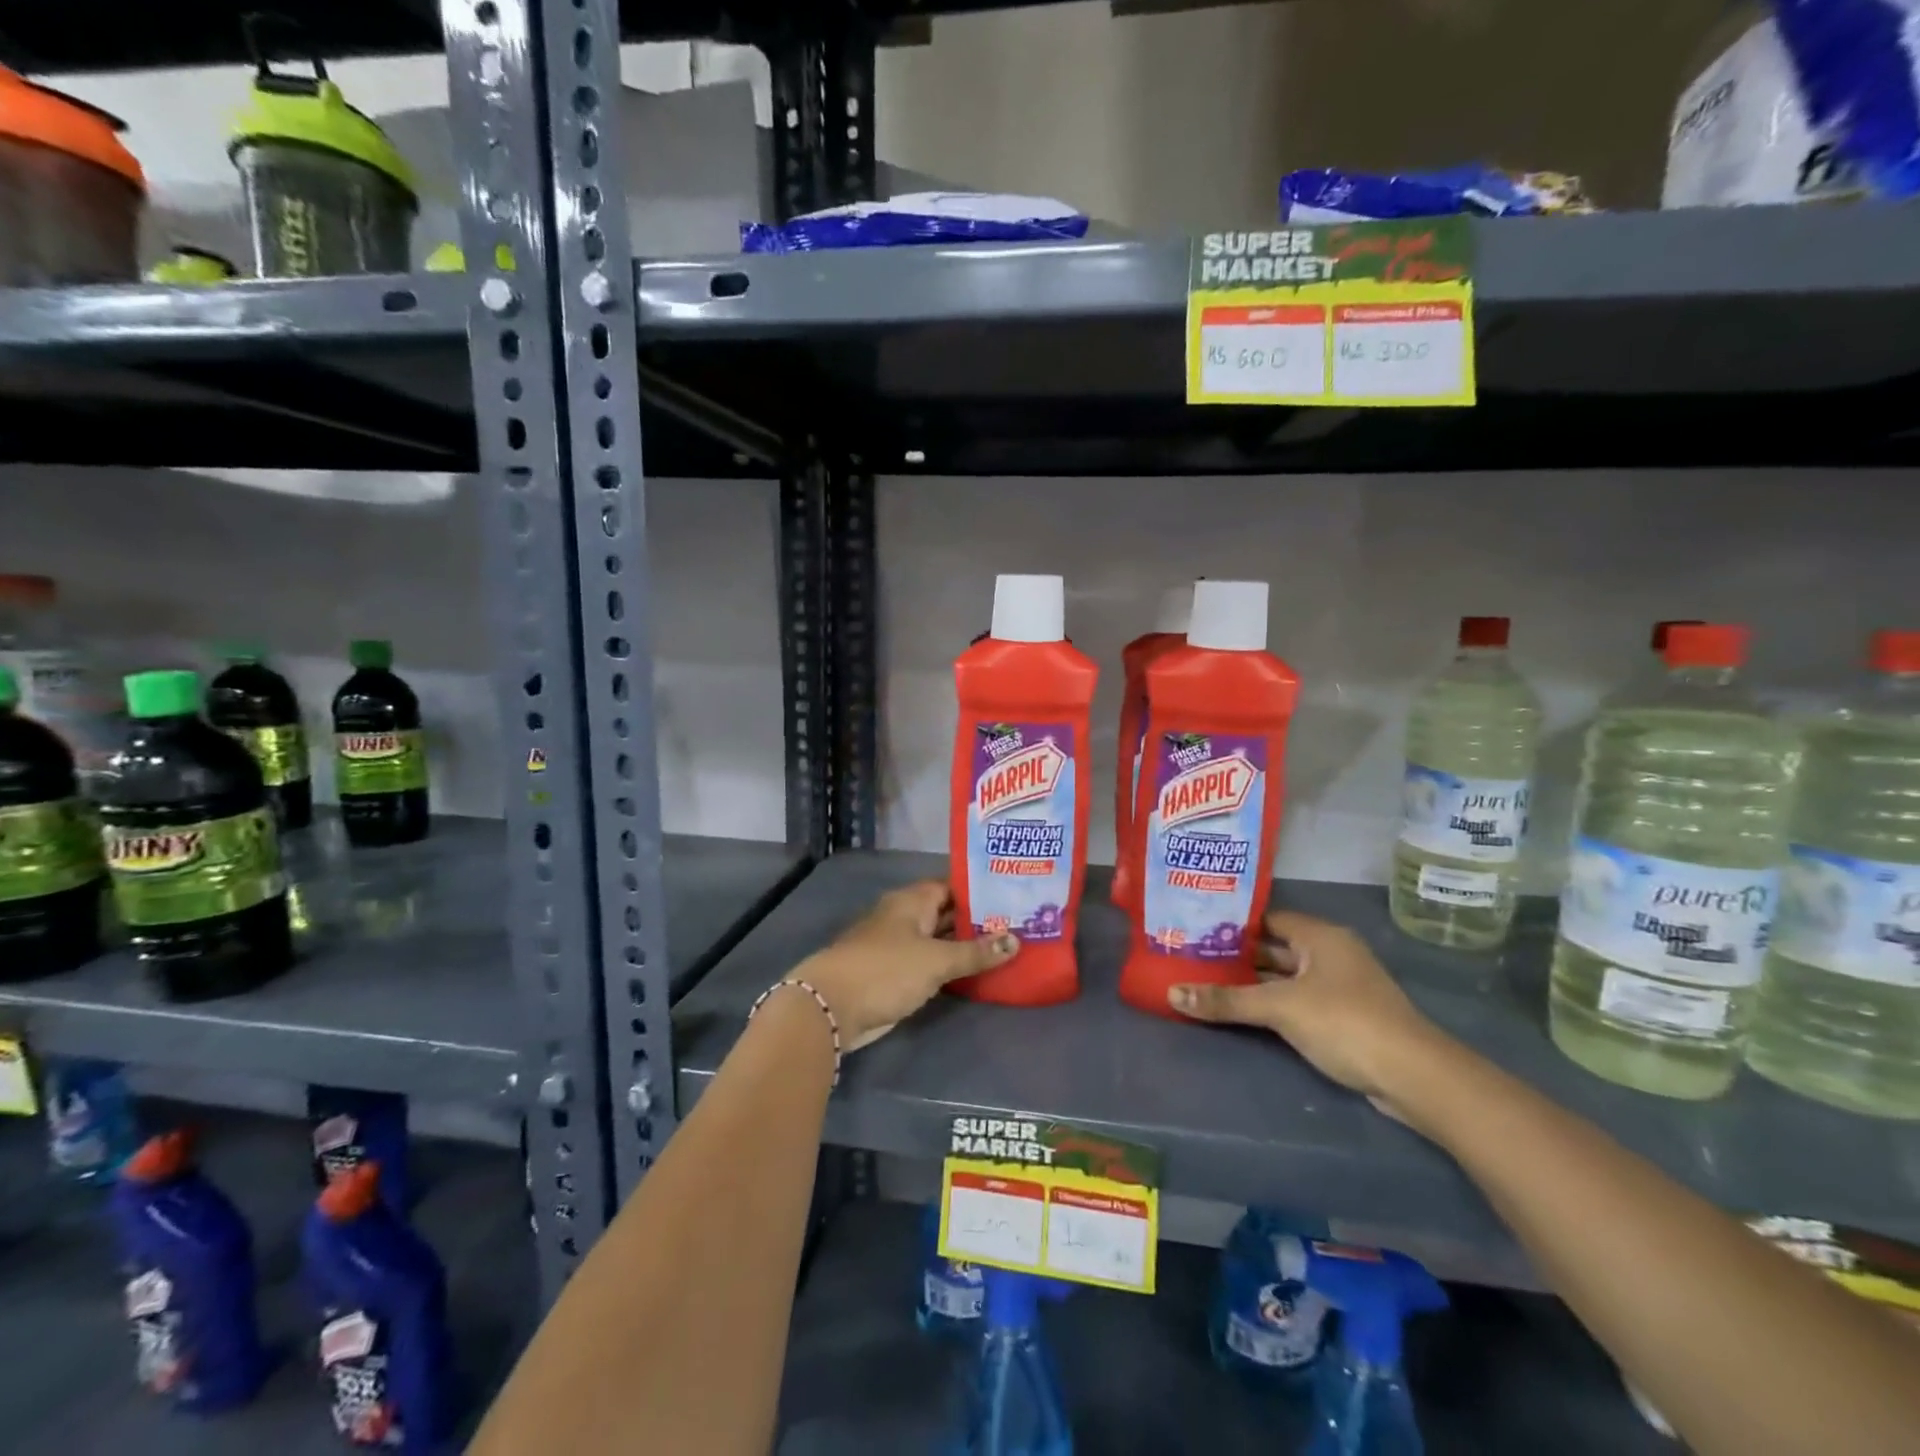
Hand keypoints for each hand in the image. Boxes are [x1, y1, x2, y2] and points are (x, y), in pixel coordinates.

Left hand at [792, 881, 1017, 1049]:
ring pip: (939, 939)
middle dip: (977, 919)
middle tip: (1019, 923)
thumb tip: (1015, 939)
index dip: (981, 889)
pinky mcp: (895, 973)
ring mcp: (898, 945)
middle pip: (946, 912)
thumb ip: (976, 952)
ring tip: (1007, 945)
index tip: (1013, 894)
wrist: (832, 1007)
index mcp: (912, 900)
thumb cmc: (886, 970)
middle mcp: (905, 916)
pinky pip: (930, 962)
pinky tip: (977, 972)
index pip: (953, 885)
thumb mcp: (937, 960)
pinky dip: (950, 965)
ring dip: (965, 944)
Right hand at [1168, 911, 1449, 1117]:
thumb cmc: (1345, 1022)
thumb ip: (1227, 1000)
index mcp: (1320, 936)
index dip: (1232, 923)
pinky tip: (1241, 1010)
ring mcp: (1338, 986)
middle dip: (1237, 955)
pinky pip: (1296, 1000)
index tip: (1195, 927)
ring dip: (1252, 982)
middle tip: (1192, 956)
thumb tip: (1172, 993)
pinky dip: (1270, 1003)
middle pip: (1274, 948)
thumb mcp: (1280, 1008)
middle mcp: (1330, 953)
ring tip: (1206, 981)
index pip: (1267, 918)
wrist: (1414, 1077)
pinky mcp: (1342, 1016)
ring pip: (1284, 977)